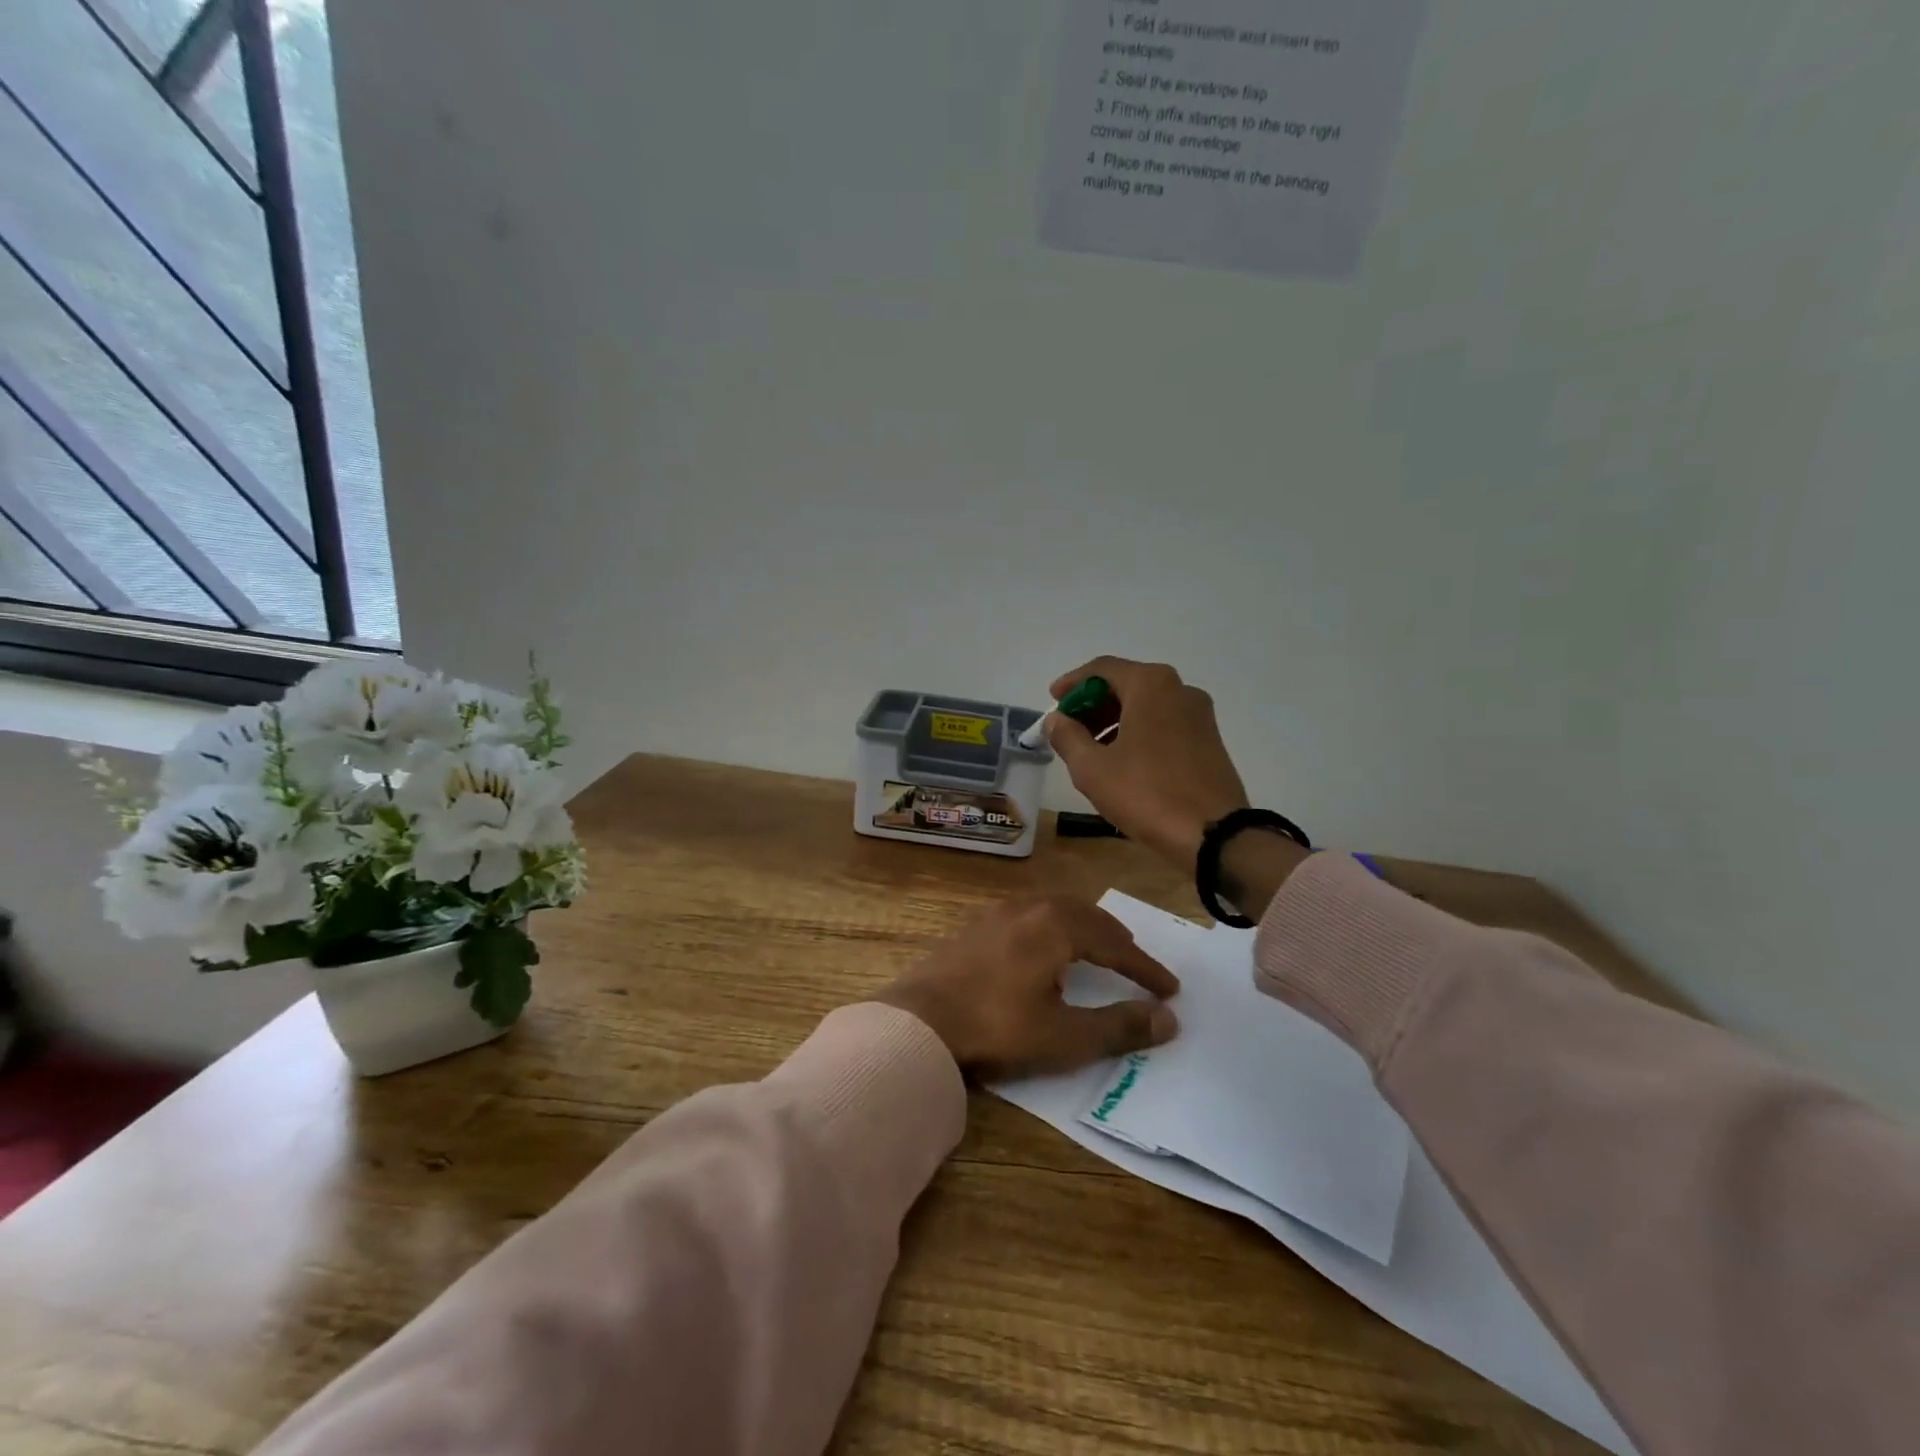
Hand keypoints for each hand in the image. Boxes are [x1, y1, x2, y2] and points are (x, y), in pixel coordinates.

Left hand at [871, 896, 1179, 1078]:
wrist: (918, 1022)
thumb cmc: (997, 1028)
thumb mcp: (1065, 1036)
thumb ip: (1119, 1026)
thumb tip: (1168, 1019)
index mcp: (1056, 926)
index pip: (1114, 944)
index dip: (1145, 968)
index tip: (1170, 990)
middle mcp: (1029, 908)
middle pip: (1085, 916)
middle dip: (1115, 940)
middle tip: (1136, 963)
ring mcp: (996, 914)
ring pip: (1054, 911)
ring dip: (1083, 929)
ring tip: (1097, 952)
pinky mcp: (974, 927)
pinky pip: (1028, 918)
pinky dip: (1052, 930)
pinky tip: (1044, 954)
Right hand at [1044, 657, 1251, 867]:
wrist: (1214, 835)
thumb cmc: (1146, 793)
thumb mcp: (1092, 768)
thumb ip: (1067, 736)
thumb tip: (1056, 719)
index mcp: (1150, 685)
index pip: (1102, 669)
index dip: (1072, 683)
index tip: (1053, 701)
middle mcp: (1179, 690)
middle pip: (1126, 684)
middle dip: (1093, 704)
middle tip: (1068, 729)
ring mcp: (1199, 715)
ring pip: (1147, 705)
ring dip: (1114, 720)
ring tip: (1091, 750)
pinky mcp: (1209, 740)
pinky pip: (1164, 723)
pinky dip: (1138, 732)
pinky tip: (1122, 761)